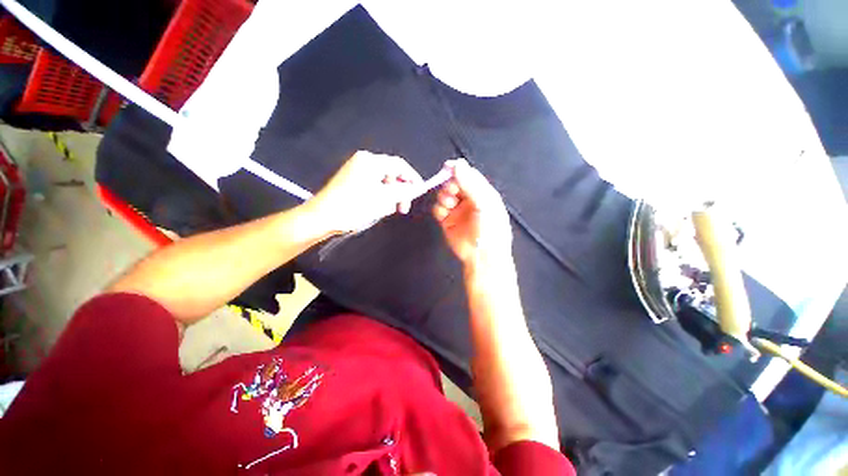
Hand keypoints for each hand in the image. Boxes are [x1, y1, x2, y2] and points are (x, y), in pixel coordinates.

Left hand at [306, 151, 422, 235]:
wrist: (322, 217)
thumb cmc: (355, 207)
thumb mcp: (384, 199)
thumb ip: (404, 191)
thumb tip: (417, 187)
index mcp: (371, 161)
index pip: (400, 165)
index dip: (413, 178)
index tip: (419, 192)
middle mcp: (364, 161)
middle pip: (391, 173)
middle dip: (400, 190)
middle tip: (403, 208)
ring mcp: (356, 170)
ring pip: (383, 181)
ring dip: (390, 195)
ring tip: (389, 210)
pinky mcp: (351, 181)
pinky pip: (373, 185)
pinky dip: (380, 196)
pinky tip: (378, 208)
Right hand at [433, 159, 511, 265]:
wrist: (482, 256)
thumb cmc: (490, 229)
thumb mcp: (485, 204)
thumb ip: (471, 184)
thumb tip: (457, 164)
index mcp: (482, 193)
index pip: (469, 175)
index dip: (458, 169)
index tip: (448, 166)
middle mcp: (469, 199)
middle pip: (454, 183)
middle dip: (450, 184)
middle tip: (451, 190)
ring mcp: (457, 210)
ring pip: (444, 195)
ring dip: (443, 196)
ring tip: (449, 204)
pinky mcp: (447, 221)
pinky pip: (438, 209)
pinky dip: (439, 208)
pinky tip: (444, 212)